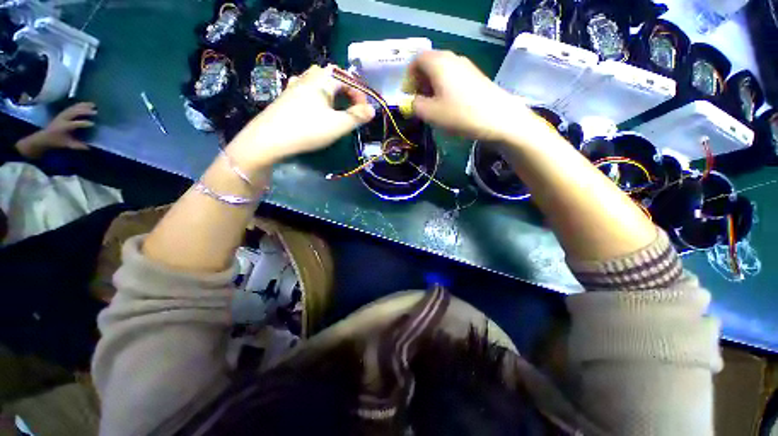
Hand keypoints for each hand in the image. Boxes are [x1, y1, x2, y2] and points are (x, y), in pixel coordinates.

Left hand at [15, 102, 96, 158]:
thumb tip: (90, 147)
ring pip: (74, 108)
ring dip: (83, 106)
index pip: (75, 124)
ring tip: (93, 105)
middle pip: (75, 112)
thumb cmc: (57, 141)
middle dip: (85, 111)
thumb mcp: (67, 145)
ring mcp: (63, 114)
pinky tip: (86, 104)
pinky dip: (80, 105)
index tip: (93, 124)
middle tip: (95, 112)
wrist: (45, 136)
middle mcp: (63, 118)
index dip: (84, 123)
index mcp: (64, 127)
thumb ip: (78, 146)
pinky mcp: (63, 112)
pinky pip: (72, 107)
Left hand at [227, 65, 375, 169]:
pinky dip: (318, 97)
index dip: (360, 94)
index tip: (365, 112)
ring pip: (318, 82)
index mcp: (322, 79)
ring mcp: (294, 86)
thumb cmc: (307, 130)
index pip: (347, 79)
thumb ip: (357, 117)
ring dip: (332, 93)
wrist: (269, 139)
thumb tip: (372, 110)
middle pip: (332, 76)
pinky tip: (316, 109)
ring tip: (337, 109)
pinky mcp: (286, 97)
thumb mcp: (338, 125)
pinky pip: (307, 91)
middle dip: (346, 91)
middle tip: (352, 108)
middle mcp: (308, 77)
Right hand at [407, 51, 543, 143]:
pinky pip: (453, 77)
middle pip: (429, 64)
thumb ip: (415, 105)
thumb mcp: (430, 113)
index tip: (407, 96)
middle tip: (418, 102)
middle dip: (419, 82)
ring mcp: (466, 66)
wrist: (498, 118)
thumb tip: (412, 101)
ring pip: (441, 71)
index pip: (416, 60)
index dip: (408, 77)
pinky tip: (447, 105)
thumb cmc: (460, 114)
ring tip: (431, 106)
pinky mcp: (475, 77)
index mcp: (439, 63)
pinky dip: (444, 88)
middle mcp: (452, 59)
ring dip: (431, 86)